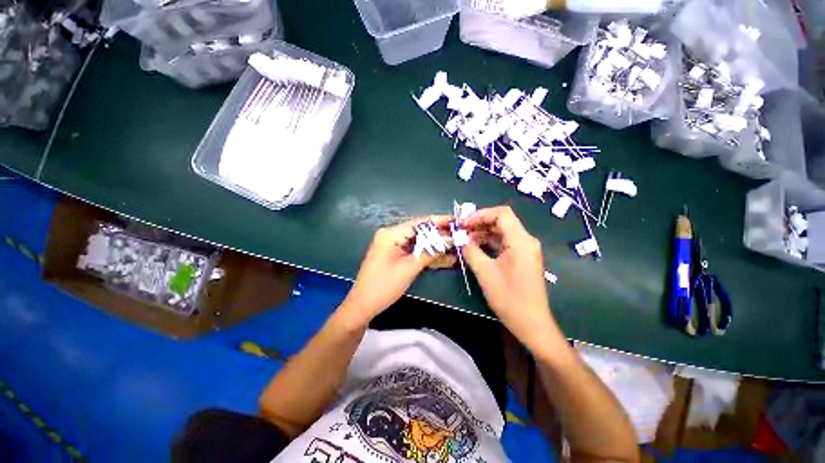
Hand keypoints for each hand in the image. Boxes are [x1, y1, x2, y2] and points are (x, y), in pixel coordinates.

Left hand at [342, 216, 450, 322]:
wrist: (363, 306)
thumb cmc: (384, 286)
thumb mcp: (409, 268)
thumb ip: (430, 252)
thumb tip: (449, 240)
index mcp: (391, 234)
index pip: (419, 223)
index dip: (439, 221)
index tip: (456, 221)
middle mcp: (391, 235)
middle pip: (419, 231)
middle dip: (439, 234)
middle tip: (459, 235)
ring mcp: (393, 246)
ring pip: (418, 242)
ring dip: (435, 246)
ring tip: (455, 245)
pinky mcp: (395, 255)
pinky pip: (413, 251)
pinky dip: (427, 254)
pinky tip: (443, 257)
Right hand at [461, 206, 559, 349]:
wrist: (531, 323)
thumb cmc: (509, 298)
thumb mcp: (485, 272)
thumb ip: (471, 251)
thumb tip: (461, 239)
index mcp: (521, 241)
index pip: (501, 214)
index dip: (480, 214)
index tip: (463, 223)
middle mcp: (526, 241)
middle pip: (501, 221)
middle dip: (479, 223)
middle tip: (461, 230)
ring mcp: (525, 250)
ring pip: (502, 232)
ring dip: (483, 233)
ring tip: (465, 239)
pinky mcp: (521, 258)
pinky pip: (504, 243)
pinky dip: (489, 243)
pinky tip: (475, 247)